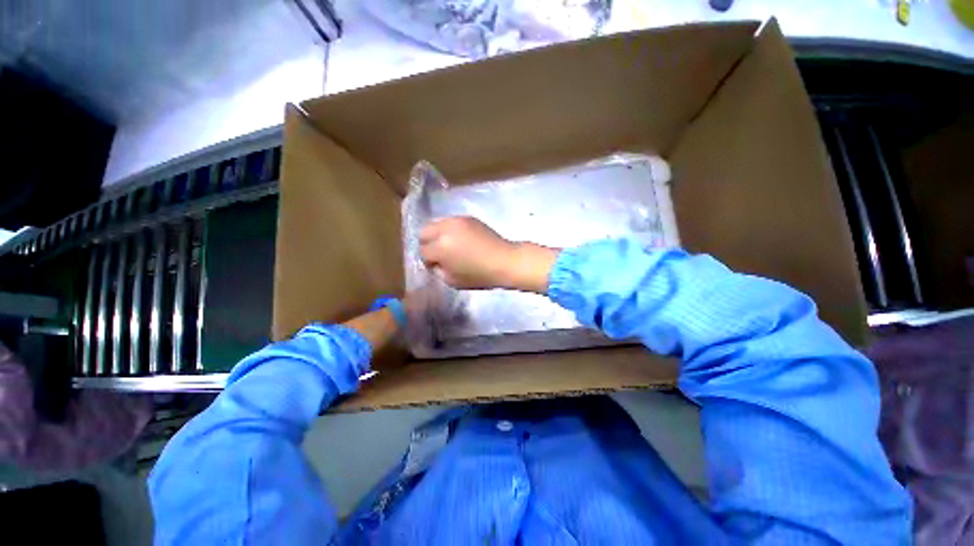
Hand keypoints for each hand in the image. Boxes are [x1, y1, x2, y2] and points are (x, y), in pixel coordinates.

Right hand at [420, 216, 558, 292]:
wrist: (504, 261)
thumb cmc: (480, 275)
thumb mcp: (453, 280)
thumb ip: (439, 270)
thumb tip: (435, 262)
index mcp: (440, 247)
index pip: (423, 252)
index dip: (429, 262)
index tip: (438, 266)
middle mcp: (445, 229)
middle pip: (424, 232)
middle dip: (428, 243)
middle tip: (439, 253)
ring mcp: (457, 220)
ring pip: (437, 224)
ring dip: (439, 235)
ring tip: (450, 245)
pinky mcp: (468, 218)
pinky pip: (451, 222)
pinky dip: (451, 230)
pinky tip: (462, 240)